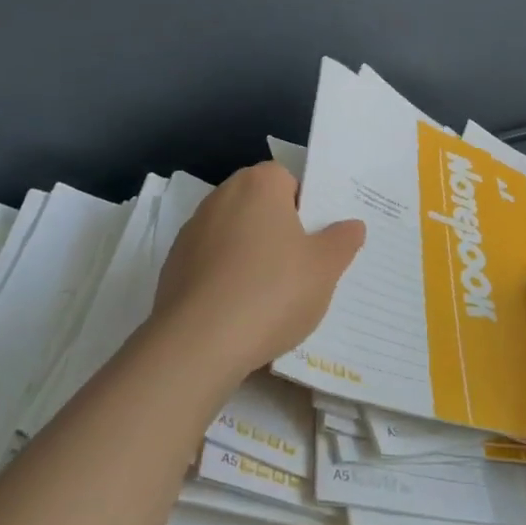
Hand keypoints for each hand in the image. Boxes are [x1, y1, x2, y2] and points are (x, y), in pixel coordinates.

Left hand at [153, 162, 364, 380]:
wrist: (197, 344)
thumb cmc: (271, 291)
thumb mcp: (324, 268)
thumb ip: (342, 241)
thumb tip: (352, 225)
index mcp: (259, 183)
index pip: (289, 181)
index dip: (306, 209)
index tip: (316, 243)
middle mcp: (222, 196)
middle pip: (260, 208)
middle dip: (279, 233)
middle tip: (301, 270)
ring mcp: (192, 231)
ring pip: (234, 237)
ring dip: (251, 257)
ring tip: (270, 300)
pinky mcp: (173, 266)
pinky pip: (211, 265)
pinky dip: (225, 280)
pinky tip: (238, 315)